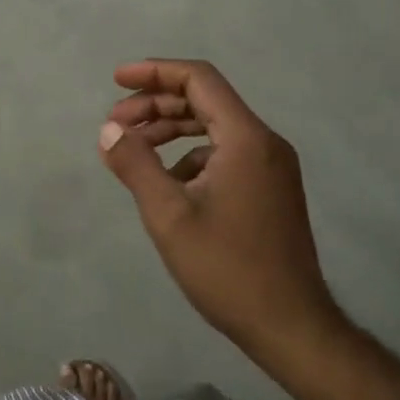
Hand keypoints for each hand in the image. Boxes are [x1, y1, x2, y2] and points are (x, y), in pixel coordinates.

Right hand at [99, 59, 349, 361]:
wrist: (291, 327)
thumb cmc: (228, 269)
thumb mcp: (169, 216)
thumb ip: (136, 164)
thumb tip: (108, 130)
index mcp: (245, 138)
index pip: (198, 79)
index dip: (154, 72)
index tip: (116, 80)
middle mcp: (264, 142)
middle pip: (204, 100)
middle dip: (156, 104)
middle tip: (115, 123)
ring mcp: (271, 167)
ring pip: (213, 127)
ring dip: (171, 130)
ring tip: (133, 148)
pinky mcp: (270, 189)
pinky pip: (224, 153)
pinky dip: (190, 155)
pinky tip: (166, 182)